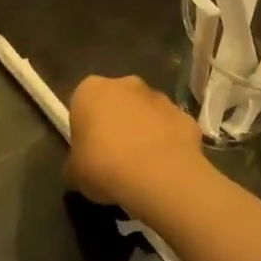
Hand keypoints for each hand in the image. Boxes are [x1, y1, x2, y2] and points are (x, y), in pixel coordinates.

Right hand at [67, 75, 204, 210]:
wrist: (158, 176)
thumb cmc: (104, 167)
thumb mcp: (74, 172)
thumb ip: (75, 163)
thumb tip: (79, 168)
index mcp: (90, 90)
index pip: (83, 102)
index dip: (86, 126)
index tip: (89, 149)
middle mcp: (126, 84)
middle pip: (118, 101)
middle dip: (117, 121)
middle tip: (115, 156)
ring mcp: (160, 98)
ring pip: (147, 112)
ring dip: (144, 130)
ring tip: (142, 166)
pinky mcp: (186, 116)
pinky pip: (171, 129)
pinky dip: (169, 143)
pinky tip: (165, 169)